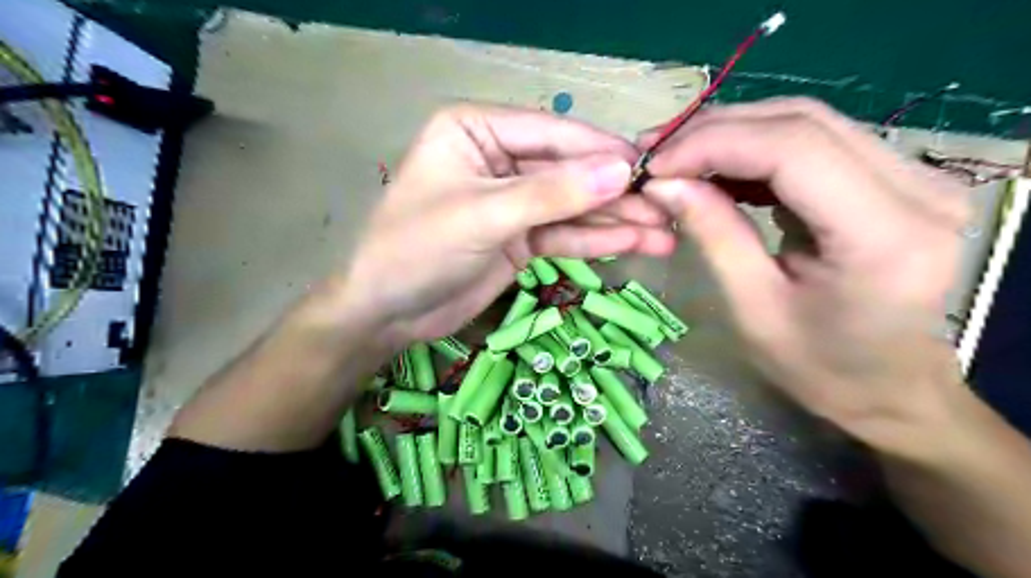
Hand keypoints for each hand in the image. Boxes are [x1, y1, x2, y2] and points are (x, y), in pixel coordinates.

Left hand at [325, 105, 673, 347]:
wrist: (387, 312)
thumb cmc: (417, 249)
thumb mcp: (483, 216)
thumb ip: (551, 194)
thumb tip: (620, 170)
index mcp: (477, 129)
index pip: (551, 133)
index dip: (601, 151)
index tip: (650, 168)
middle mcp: (499, 158)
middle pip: (568, 172)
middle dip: (616, 193)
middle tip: (667, 209)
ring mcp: (512, 201)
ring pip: (572, 206)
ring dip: (616, 220)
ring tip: (663, 234)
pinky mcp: (520, 237)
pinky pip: (563, 234)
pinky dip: (595, 240)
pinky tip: (633, 244)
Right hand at [641, 99, 972, 459]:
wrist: (891, 388)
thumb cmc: (820, 368)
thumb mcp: (753, 308)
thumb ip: (714, 235)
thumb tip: (663, 183)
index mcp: (886, 235)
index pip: (793, 149)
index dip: (713, 145)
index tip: (655, 166)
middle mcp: (918, 188)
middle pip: (801, 122)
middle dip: (716, 131)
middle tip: (657, 155)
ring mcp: (914, 176)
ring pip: (807, 122)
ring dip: (733, 134)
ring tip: (678, 159)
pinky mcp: (896, 178)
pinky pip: (814, 143)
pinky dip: (756, 149)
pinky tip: (717, 170)